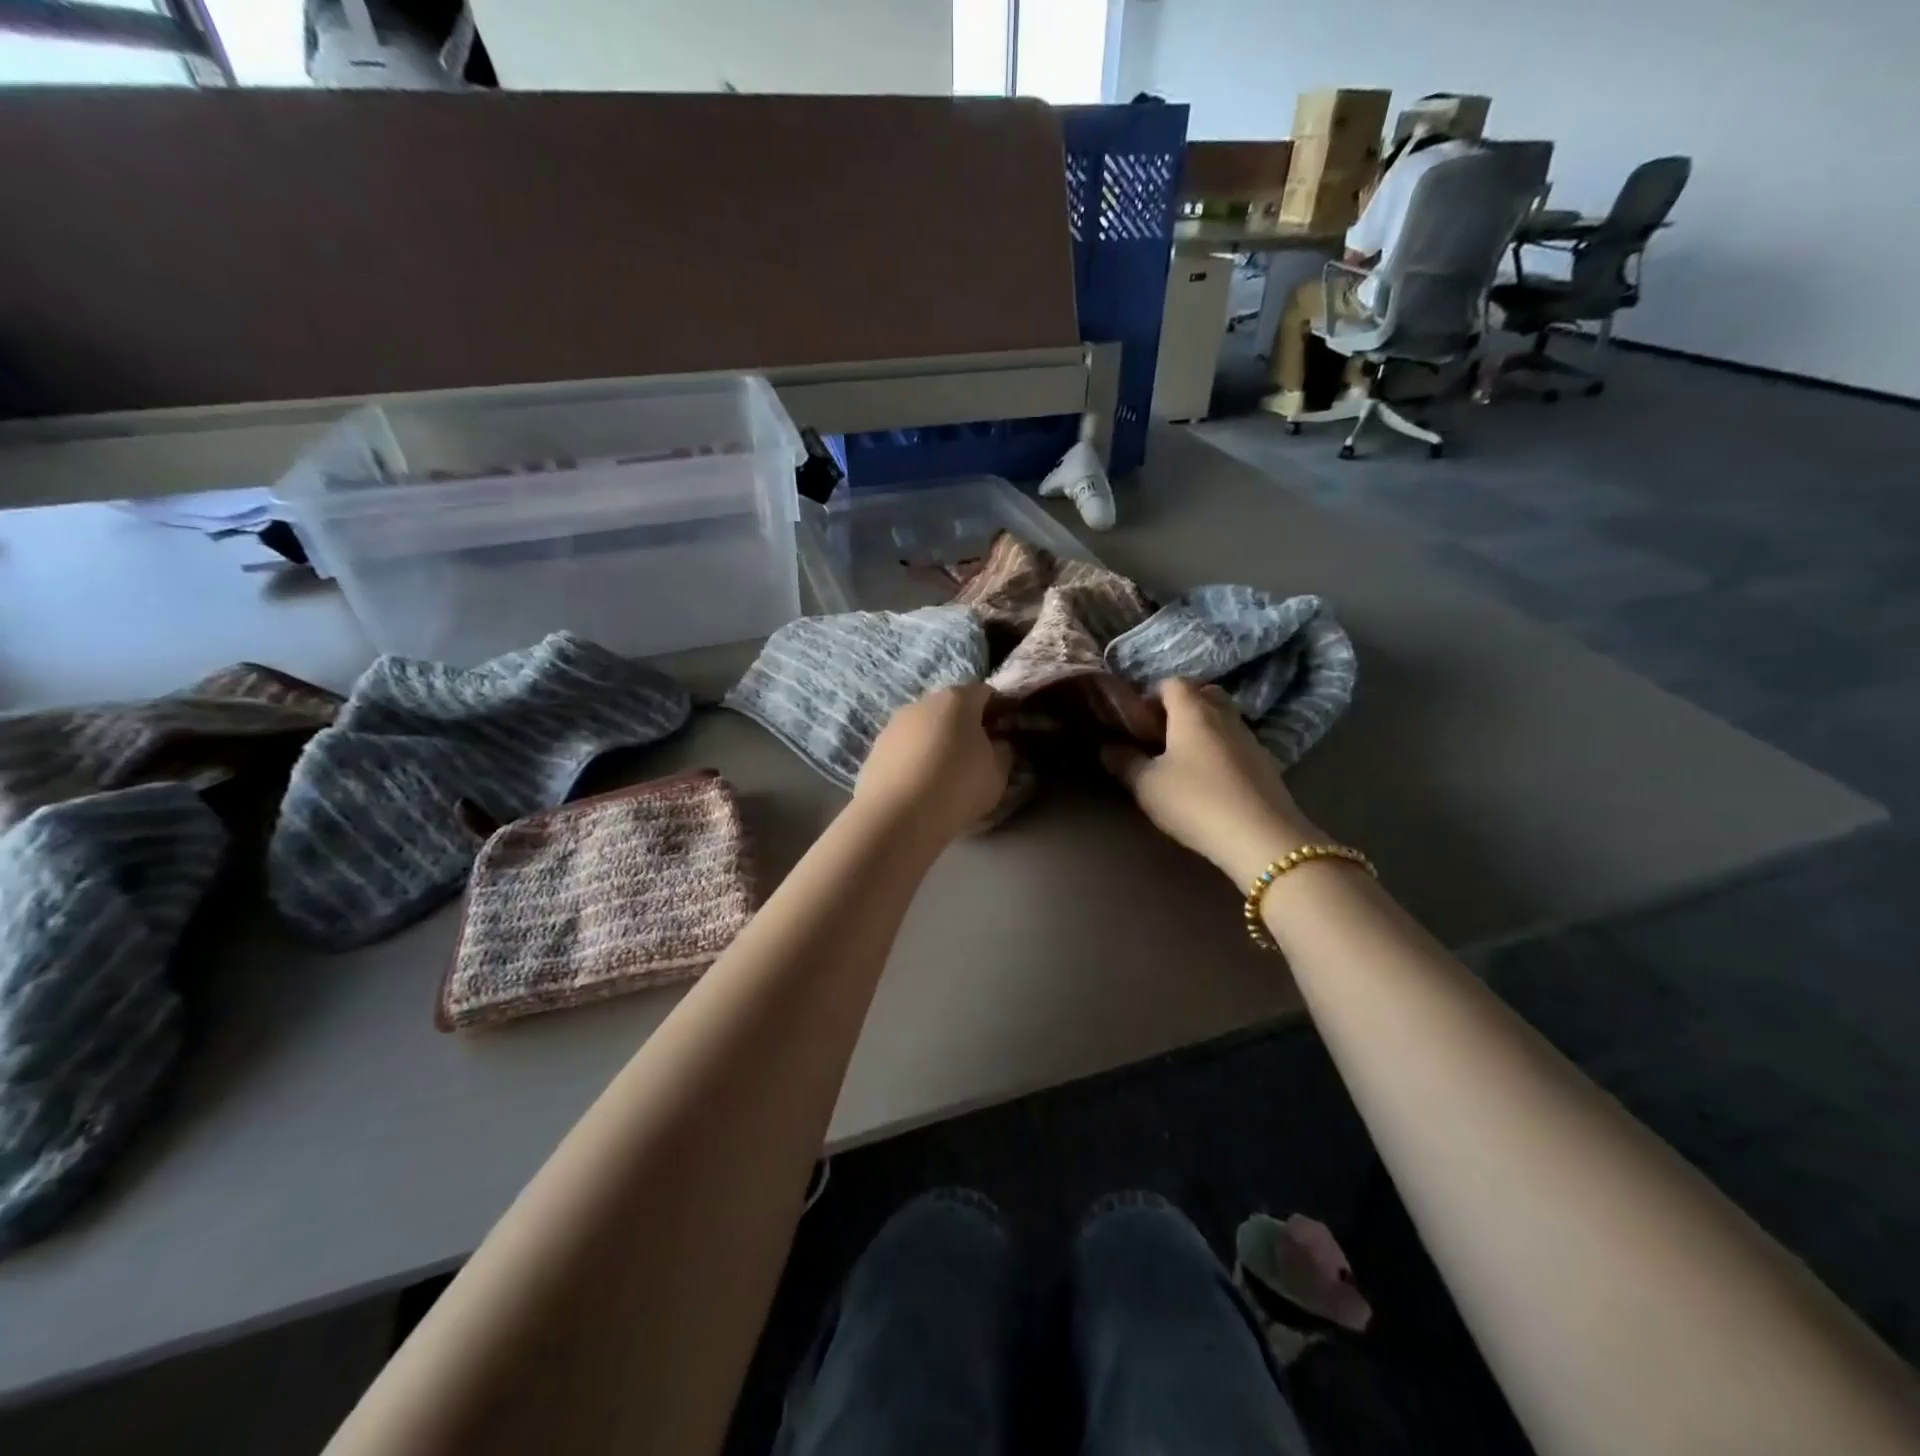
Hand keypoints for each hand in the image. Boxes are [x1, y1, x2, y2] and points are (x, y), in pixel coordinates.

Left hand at [854, 684, 1014, 842]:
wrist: (898, 815)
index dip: (998, 709)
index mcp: (958, 699)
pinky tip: (919, 786)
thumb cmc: (958, 785)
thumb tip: (998, 745)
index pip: (984, 693)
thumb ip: (1003, 752)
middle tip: (975, 755)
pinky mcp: (874, 749)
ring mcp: (893, 725)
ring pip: (923, 728)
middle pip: (950, 708)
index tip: (1004, 732)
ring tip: (944, 774)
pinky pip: (903, 750)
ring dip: (935, 743)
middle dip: (964, 726)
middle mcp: (922, 703)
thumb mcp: (998, 774)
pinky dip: (913, 761)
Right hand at [1103, 679, 1320, 886]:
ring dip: (1203, 731)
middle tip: (1161, 737)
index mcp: (1193, 711)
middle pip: (1203, 695)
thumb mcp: (1147, 785)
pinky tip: (1210, 780)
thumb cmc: (1195, 801)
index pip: (1172, 683)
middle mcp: (1224, 715)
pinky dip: (1221, 751)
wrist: (1261, 838)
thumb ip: (1125, 763)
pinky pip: (1237, 744)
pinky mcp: (1266, 764)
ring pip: (1223, 720)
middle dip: (1181, 708)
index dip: (1151, 696)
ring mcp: (1250, 739)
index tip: (1136, 721)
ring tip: (1183, 761)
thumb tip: (1108, 747)